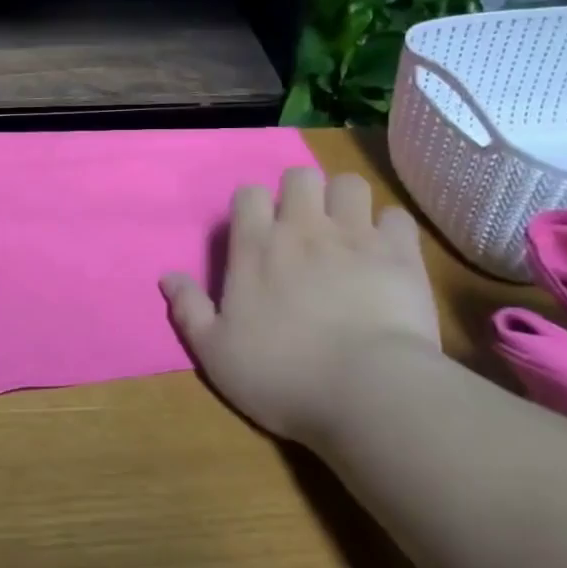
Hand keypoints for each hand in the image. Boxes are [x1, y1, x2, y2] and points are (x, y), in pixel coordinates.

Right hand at [160, 168, 439, 442]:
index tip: (258, 232)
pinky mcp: (400, 253)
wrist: (367, 391)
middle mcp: (303, 228)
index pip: (249, 193)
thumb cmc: (282, 375)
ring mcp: (355, 236)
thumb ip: (189, 309)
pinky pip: (397, 217)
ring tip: (347, 231)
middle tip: (305, 227)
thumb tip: (166, 276)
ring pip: (350, 184)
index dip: (254, 206)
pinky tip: (388, 252)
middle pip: (301, 176)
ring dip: (346, 201)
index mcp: (256, 246)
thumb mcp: (216, 353)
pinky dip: (391, 230)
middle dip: (302, 192)